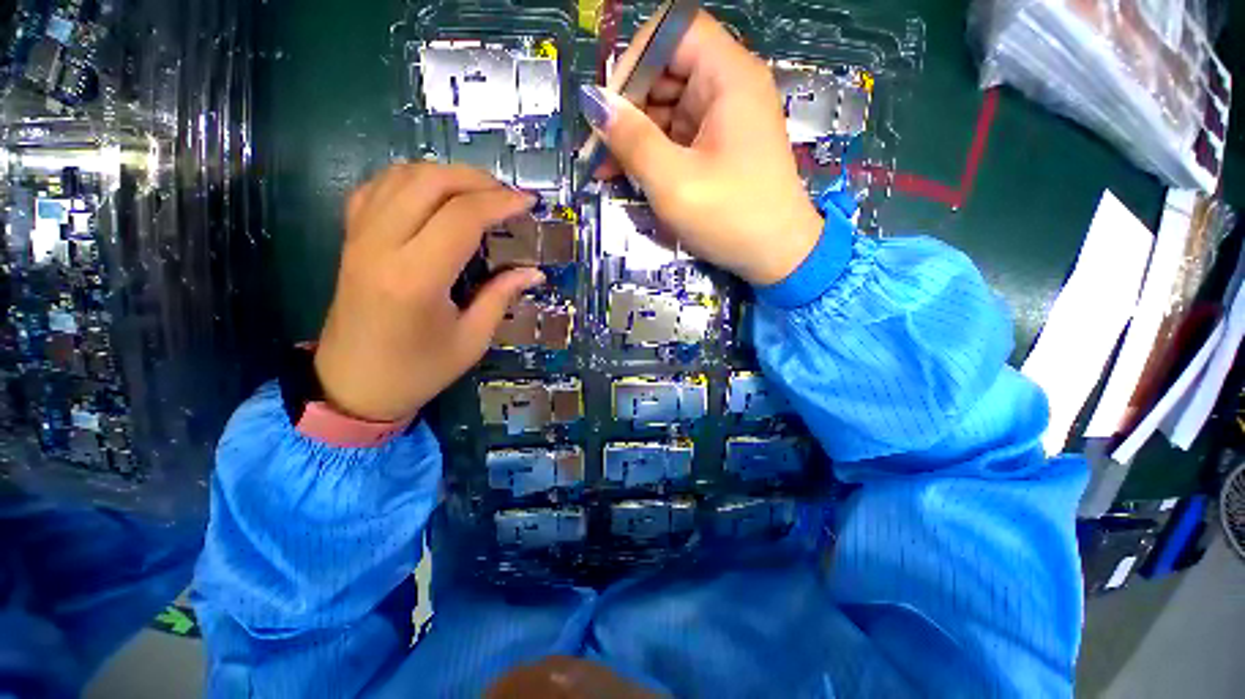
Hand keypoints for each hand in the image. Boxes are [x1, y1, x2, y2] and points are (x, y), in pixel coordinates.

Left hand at [313, 164, 542, 421]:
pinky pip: (377, 189)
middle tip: (506, 194)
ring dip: (444, 174)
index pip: (461, 218)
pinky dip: (411, 180)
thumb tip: (534, 272)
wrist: (354, 386)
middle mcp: (381, 247)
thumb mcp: (472, 339)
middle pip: (428, 182)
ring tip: (478, 191)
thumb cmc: (419, 370)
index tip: (528, 203)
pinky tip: (434, 195)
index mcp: (416, 278)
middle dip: (475, 179)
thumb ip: (501, 297)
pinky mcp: (351, 240)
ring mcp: (359, 238)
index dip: (500, 203)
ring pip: (400, 177)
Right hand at [580, 10, 823, 285]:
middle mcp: (729, 88)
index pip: (675, 32)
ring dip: (636, 133)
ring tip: (607, 167)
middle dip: (629, 105)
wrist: (776, 255)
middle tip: (600, 146)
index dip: (637, 58)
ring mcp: (724, 119)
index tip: (610, 104)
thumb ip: (632, 140)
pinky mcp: (719, 147)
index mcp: (728, 77)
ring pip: (668, 106)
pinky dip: (653, 151)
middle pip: (667, 70)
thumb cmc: (730, 217)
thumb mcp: (674, 182)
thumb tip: (594, 103)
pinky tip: (630, 173)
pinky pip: (678, 135)